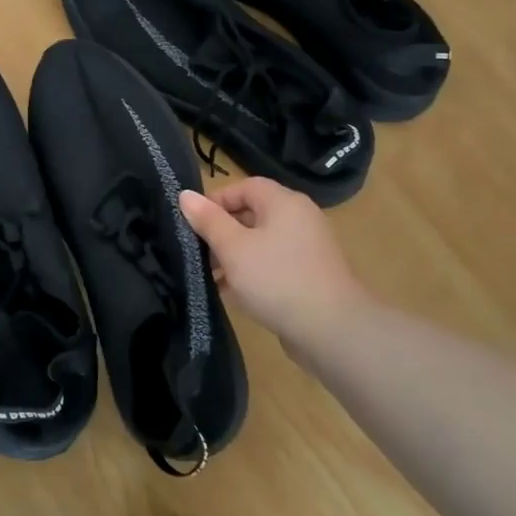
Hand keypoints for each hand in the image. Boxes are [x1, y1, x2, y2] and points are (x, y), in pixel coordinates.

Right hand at [179, 179, 363, 352]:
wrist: (331, 329)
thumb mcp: (233, 248)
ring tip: (209, 276)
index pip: (245, 186)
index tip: (192, 223)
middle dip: (221, 231)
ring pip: (260, 241)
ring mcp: (306, 248)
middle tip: (196, 252)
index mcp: (284, 202)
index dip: (216, 200)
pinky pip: (272, 263)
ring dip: (233, 255)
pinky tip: (230, 292)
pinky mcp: (308, 274)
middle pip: (252, 213)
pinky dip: (250, 271)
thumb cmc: (276, 279)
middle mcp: (299, 218)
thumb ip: (208, 220)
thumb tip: (185, 195)